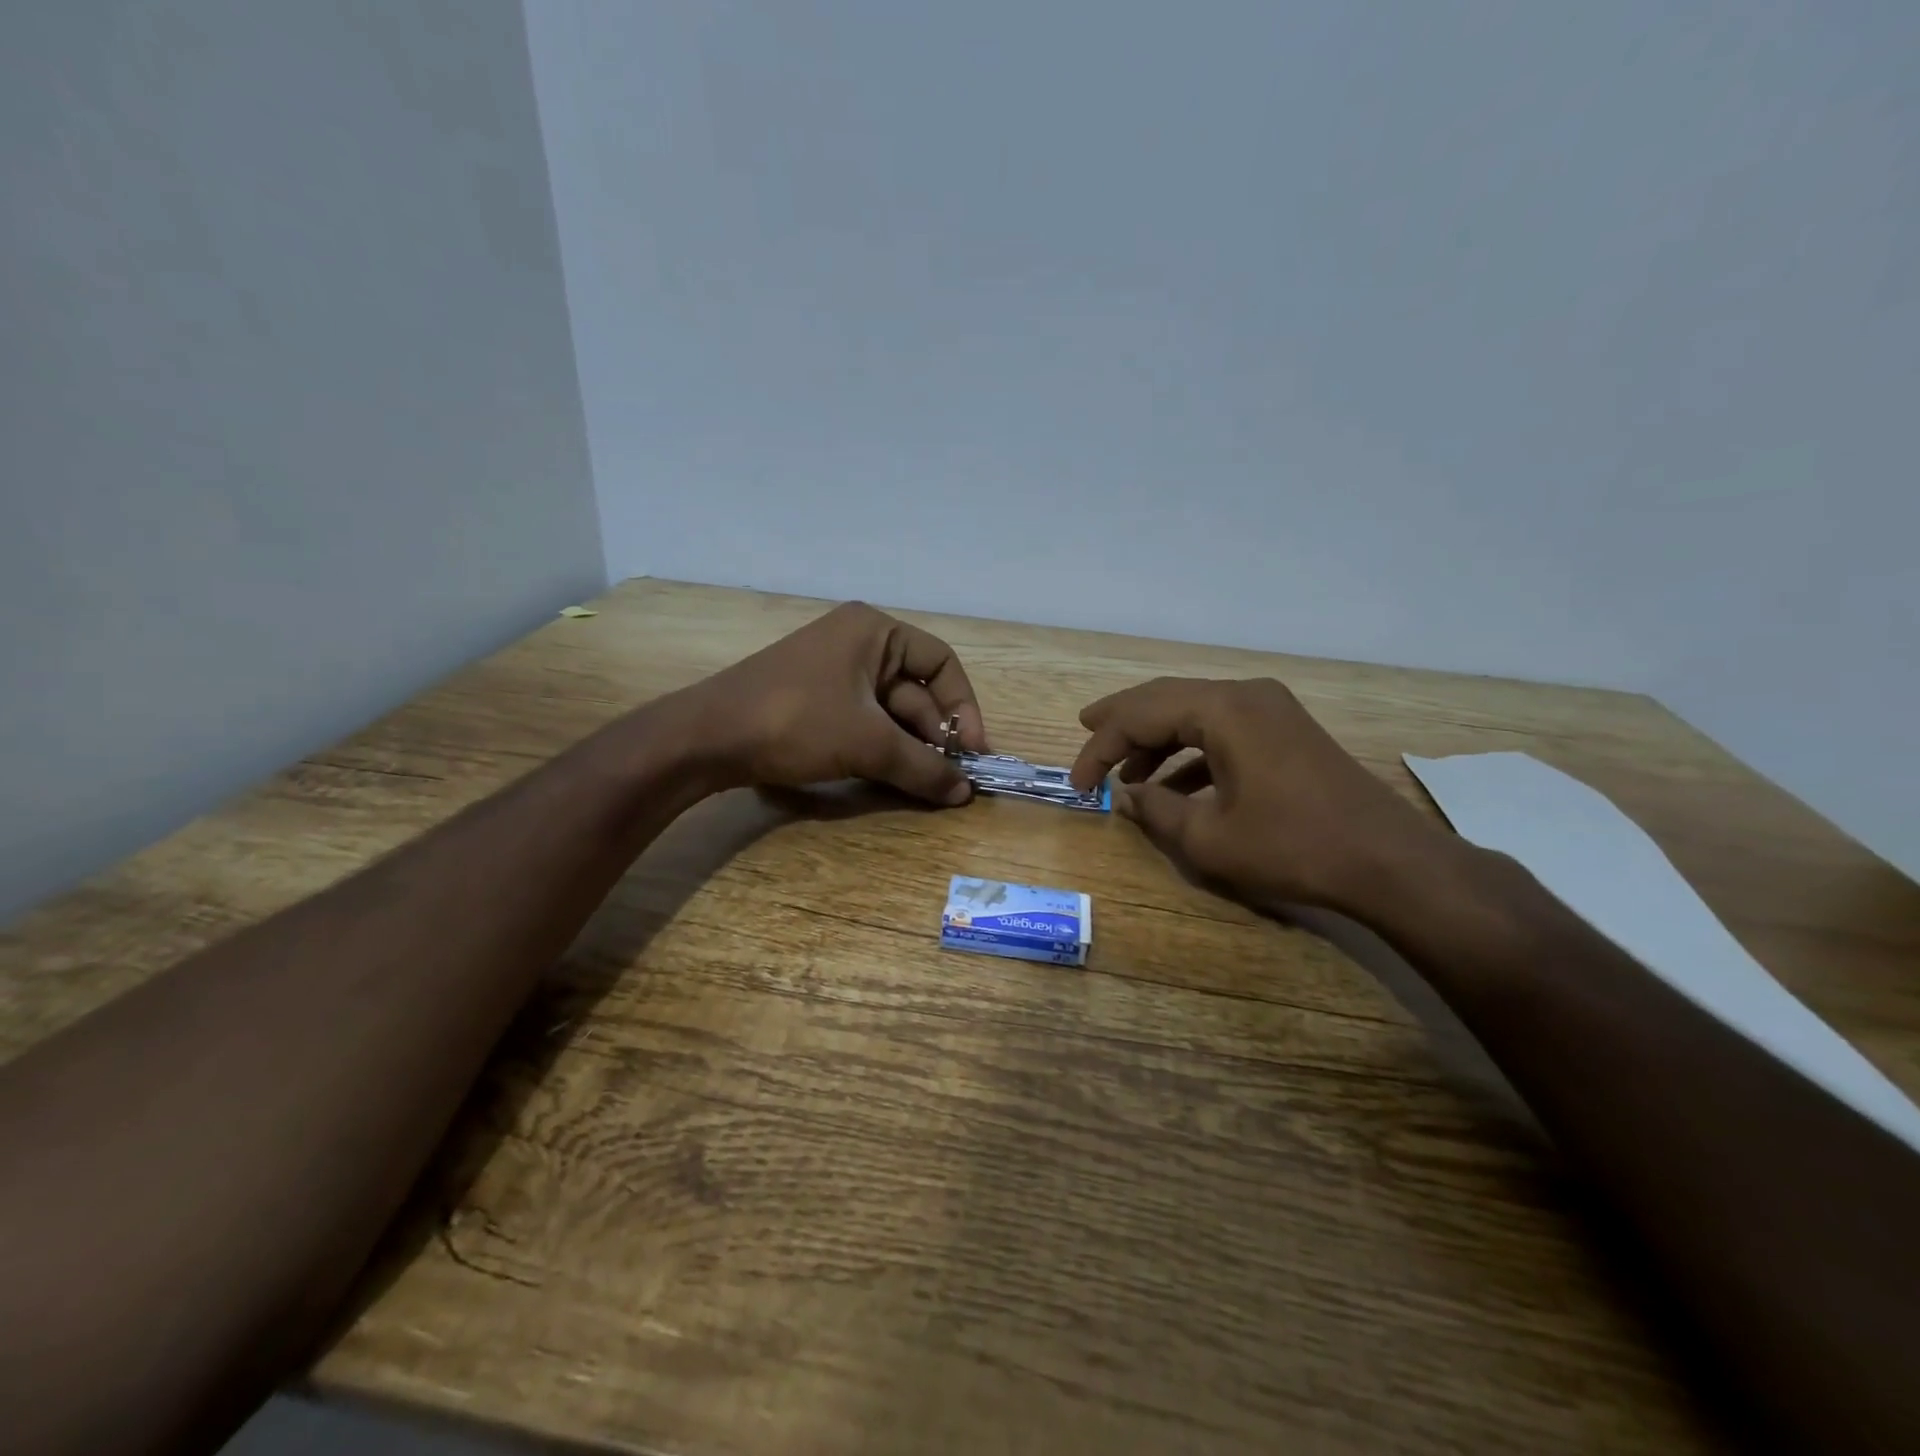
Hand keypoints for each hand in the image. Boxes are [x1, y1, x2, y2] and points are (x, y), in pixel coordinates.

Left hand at [683, 601, 989, 804]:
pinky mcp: (815, 702)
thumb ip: (922, 766)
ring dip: (911, 748)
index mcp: (875, 631)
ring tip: (928, 785)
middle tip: (952, 779)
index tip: (974, 752)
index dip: (964, 707)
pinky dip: (882, 749)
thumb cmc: (796, 721)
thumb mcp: (867, 743)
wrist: (706, 738)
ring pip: (890, 712)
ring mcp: (834, 673)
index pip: (941, 663)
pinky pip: (864, 723)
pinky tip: (895, 778)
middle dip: (936, 735)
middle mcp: (858, 643)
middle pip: (916, 690)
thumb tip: (966, 792)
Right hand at [1068, 677, 1452, 914]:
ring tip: (1123, 772)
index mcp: (1222, 709)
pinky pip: (1222, 730)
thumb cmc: (1292, 847)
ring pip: (1193, 712)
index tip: (1076, 784)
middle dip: (1121, 722)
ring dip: (1156, 740)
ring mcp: (1270, 710)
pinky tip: (1174, 785)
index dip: (1099, 748)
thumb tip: (1126, 796)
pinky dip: (1190, 752)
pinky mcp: (1285, 731)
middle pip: (1164, 699)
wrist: (1388, 862)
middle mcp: (1245, 695)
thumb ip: (1155, 811)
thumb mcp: (1208, 838)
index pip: (1140, 715)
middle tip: (1084, 733)